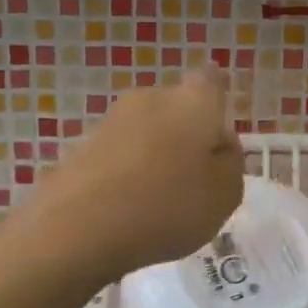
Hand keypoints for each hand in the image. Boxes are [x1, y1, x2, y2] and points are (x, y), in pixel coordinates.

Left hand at [20, 72, 243, 283]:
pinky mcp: (80, 147)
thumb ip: (230, 163)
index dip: (216, 94)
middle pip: (176, 108)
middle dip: (185, 133)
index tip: (218, 120)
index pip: (210, 80)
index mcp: (193, 103)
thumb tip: (220, 144)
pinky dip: (126, 173)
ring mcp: (110, 121)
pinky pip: (117, 156)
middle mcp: (150, 99)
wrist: (77, 227)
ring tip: (159, 198)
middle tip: (194, 174)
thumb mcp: (224, 194)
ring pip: (144, 132)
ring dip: (154, 154)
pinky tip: (127, 207)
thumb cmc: (168, 206)